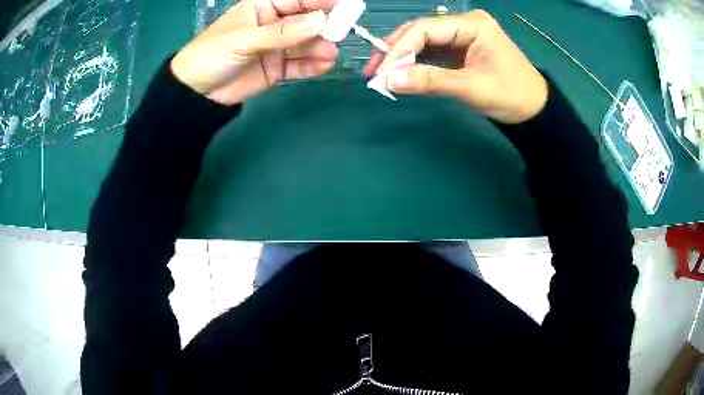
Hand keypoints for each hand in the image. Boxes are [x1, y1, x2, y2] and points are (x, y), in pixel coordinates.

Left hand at [171, 0, 339, 104]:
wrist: (195, 94)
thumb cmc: (211, 55)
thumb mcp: (244, 39)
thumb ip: (282, 32)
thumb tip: (321, 21)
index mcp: (263, 8)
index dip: (321, 0)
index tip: (346, 5)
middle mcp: (273, 24)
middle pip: (305, 21)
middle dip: (324, 26)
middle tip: (341, 33)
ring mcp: (276, 47)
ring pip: (305, 44)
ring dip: (320, 48)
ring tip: (330, 55)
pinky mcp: (276, 69)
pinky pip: (299, 65)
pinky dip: (312, 66)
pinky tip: (323, 67)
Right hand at [363, 10, 547, 123]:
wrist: (534, 109)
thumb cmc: (511, 95)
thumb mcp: (471, 88)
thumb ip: (430, 81)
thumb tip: (388, 81)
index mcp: (472, 24)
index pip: (425, 29)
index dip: (399, 48)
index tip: (380, 72)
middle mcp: (464, 23)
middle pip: (421, 31)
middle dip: (396, 51)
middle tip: (373, 72)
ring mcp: (462, 35)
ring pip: (423, 41)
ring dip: (402, 57)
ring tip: (381, 74)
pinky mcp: (460, 49)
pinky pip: (432, 52)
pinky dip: (416, 63)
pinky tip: (401, 73)